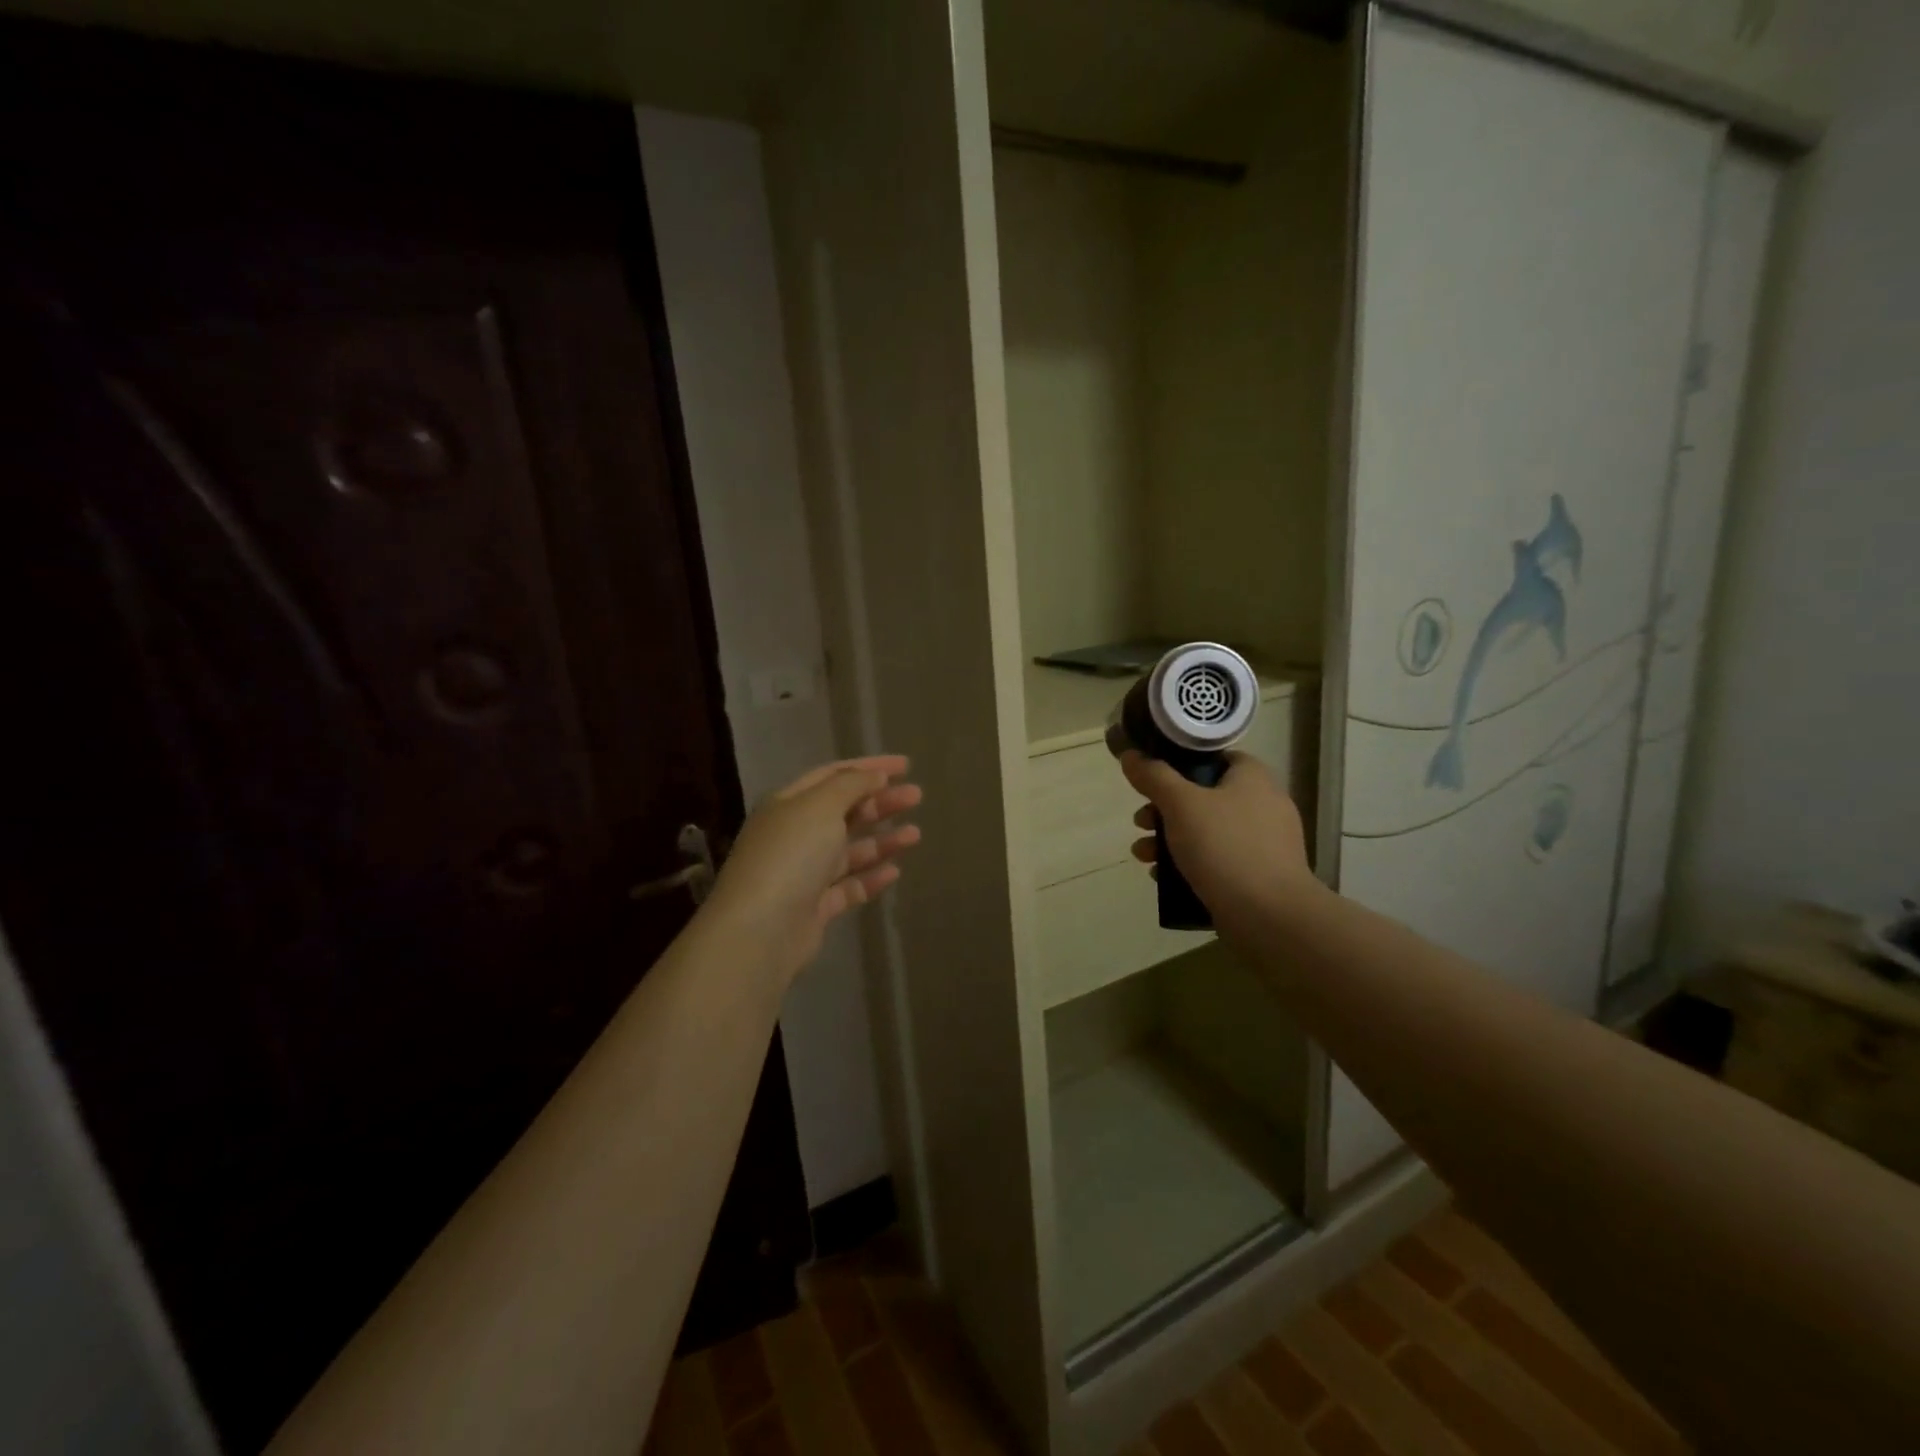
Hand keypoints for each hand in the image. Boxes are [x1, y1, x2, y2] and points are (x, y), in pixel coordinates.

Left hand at [704, 756, 921, 985]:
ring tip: (916, 835)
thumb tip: (875, 777)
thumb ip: (851, 785)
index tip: (906, 766)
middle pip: (844, 811)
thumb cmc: (791, 855)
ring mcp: (804, 873)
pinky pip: (849, 886)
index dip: (869, 768)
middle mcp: (794, 835)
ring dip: (882, 839)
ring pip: (850, 850)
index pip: (833, 775)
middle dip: (881, 801)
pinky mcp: (815, 907)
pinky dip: (872, 877)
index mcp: (789, 803)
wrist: (762, 929)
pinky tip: (896, 871)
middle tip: (917, 797)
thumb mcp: (821, 806)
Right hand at [1120, 750, 1318, 934]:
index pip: (1214, 757)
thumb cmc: (1224, 847)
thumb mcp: (1180, 804)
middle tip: (1141, 822)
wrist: (1268, 915)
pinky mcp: (1259, 876)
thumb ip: (1153, 776)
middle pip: (1204, 797)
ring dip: (1170, 840)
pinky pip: (1217, 861)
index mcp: (1253, 778)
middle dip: (1164, 810)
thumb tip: (1131, 755)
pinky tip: (1163, 879)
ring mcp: (1264, 843)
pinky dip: (1190, 864)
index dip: (1180, 763)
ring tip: (1143, 856)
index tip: (1152, 777)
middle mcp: (1263, 805)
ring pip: (1207, 831)